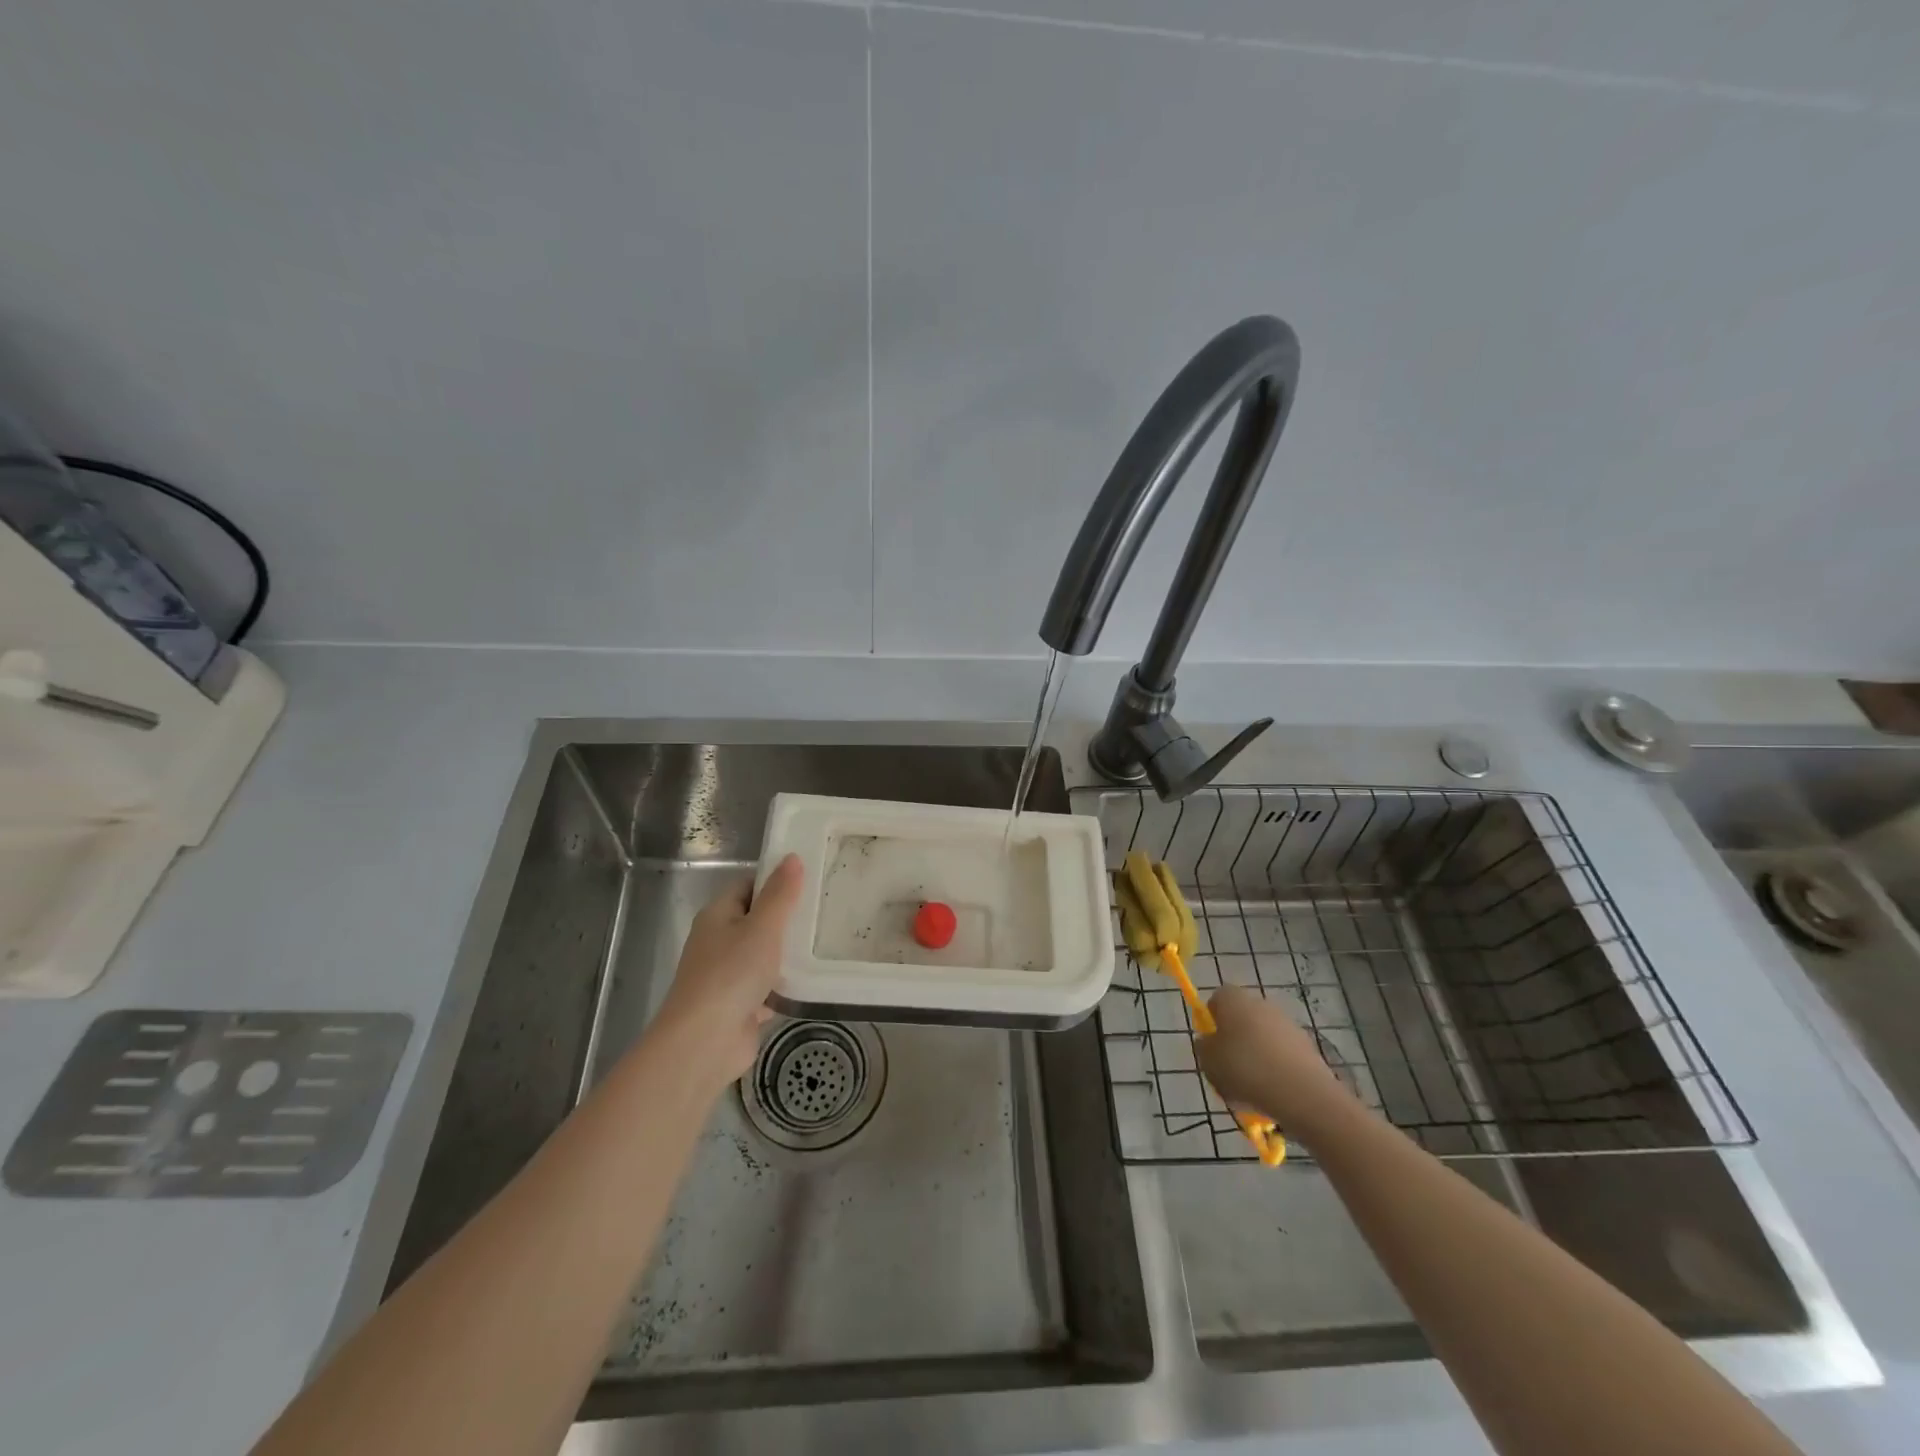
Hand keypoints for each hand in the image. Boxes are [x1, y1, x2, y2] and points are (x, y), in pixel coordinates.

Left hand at [652, 854, 803, 1089]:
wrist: (705, 1042)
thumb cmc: (731, 974)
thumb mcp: (762, 927)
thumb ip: (780, 894)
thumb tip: (792, 858)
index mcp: (718, 916)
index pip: (748, 886)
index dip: (775, 880)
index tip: (809, 879)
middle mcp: (719, 942)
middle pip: (756, 921)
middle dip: (787, 918)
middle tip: (825, 909)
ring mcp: (728, 976)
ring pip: (763, 956)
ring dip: (788, 954)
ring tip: (826, 941)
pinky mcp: (740, 1006)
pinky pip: (768, 987)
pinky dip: (786, 985)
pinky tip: (814, 980)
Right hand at [1196, 985, 1350, 1129]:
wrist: (1303, 1094)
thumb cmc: (1246, 1070)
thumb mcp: (1208, 1062)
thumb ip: (1203, 1048)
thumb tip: (1209, 1041)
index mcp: (1234, 999)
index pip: (1217, 999)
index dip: (1211, 1020)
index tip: (1211, 1046)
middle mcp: (1261, 1003)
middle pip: (1241, 1018)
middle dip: (1235, 1040)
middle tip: (1228, 1069)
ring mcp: (1287, 1024)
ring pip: (1263, 1038)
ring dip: (1256, 1056)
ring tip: (1251, 1089)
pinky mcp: (1307, 1046)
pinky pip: (1282, 1055)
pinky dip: (1276, 1069)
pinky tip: (1273, 1093)